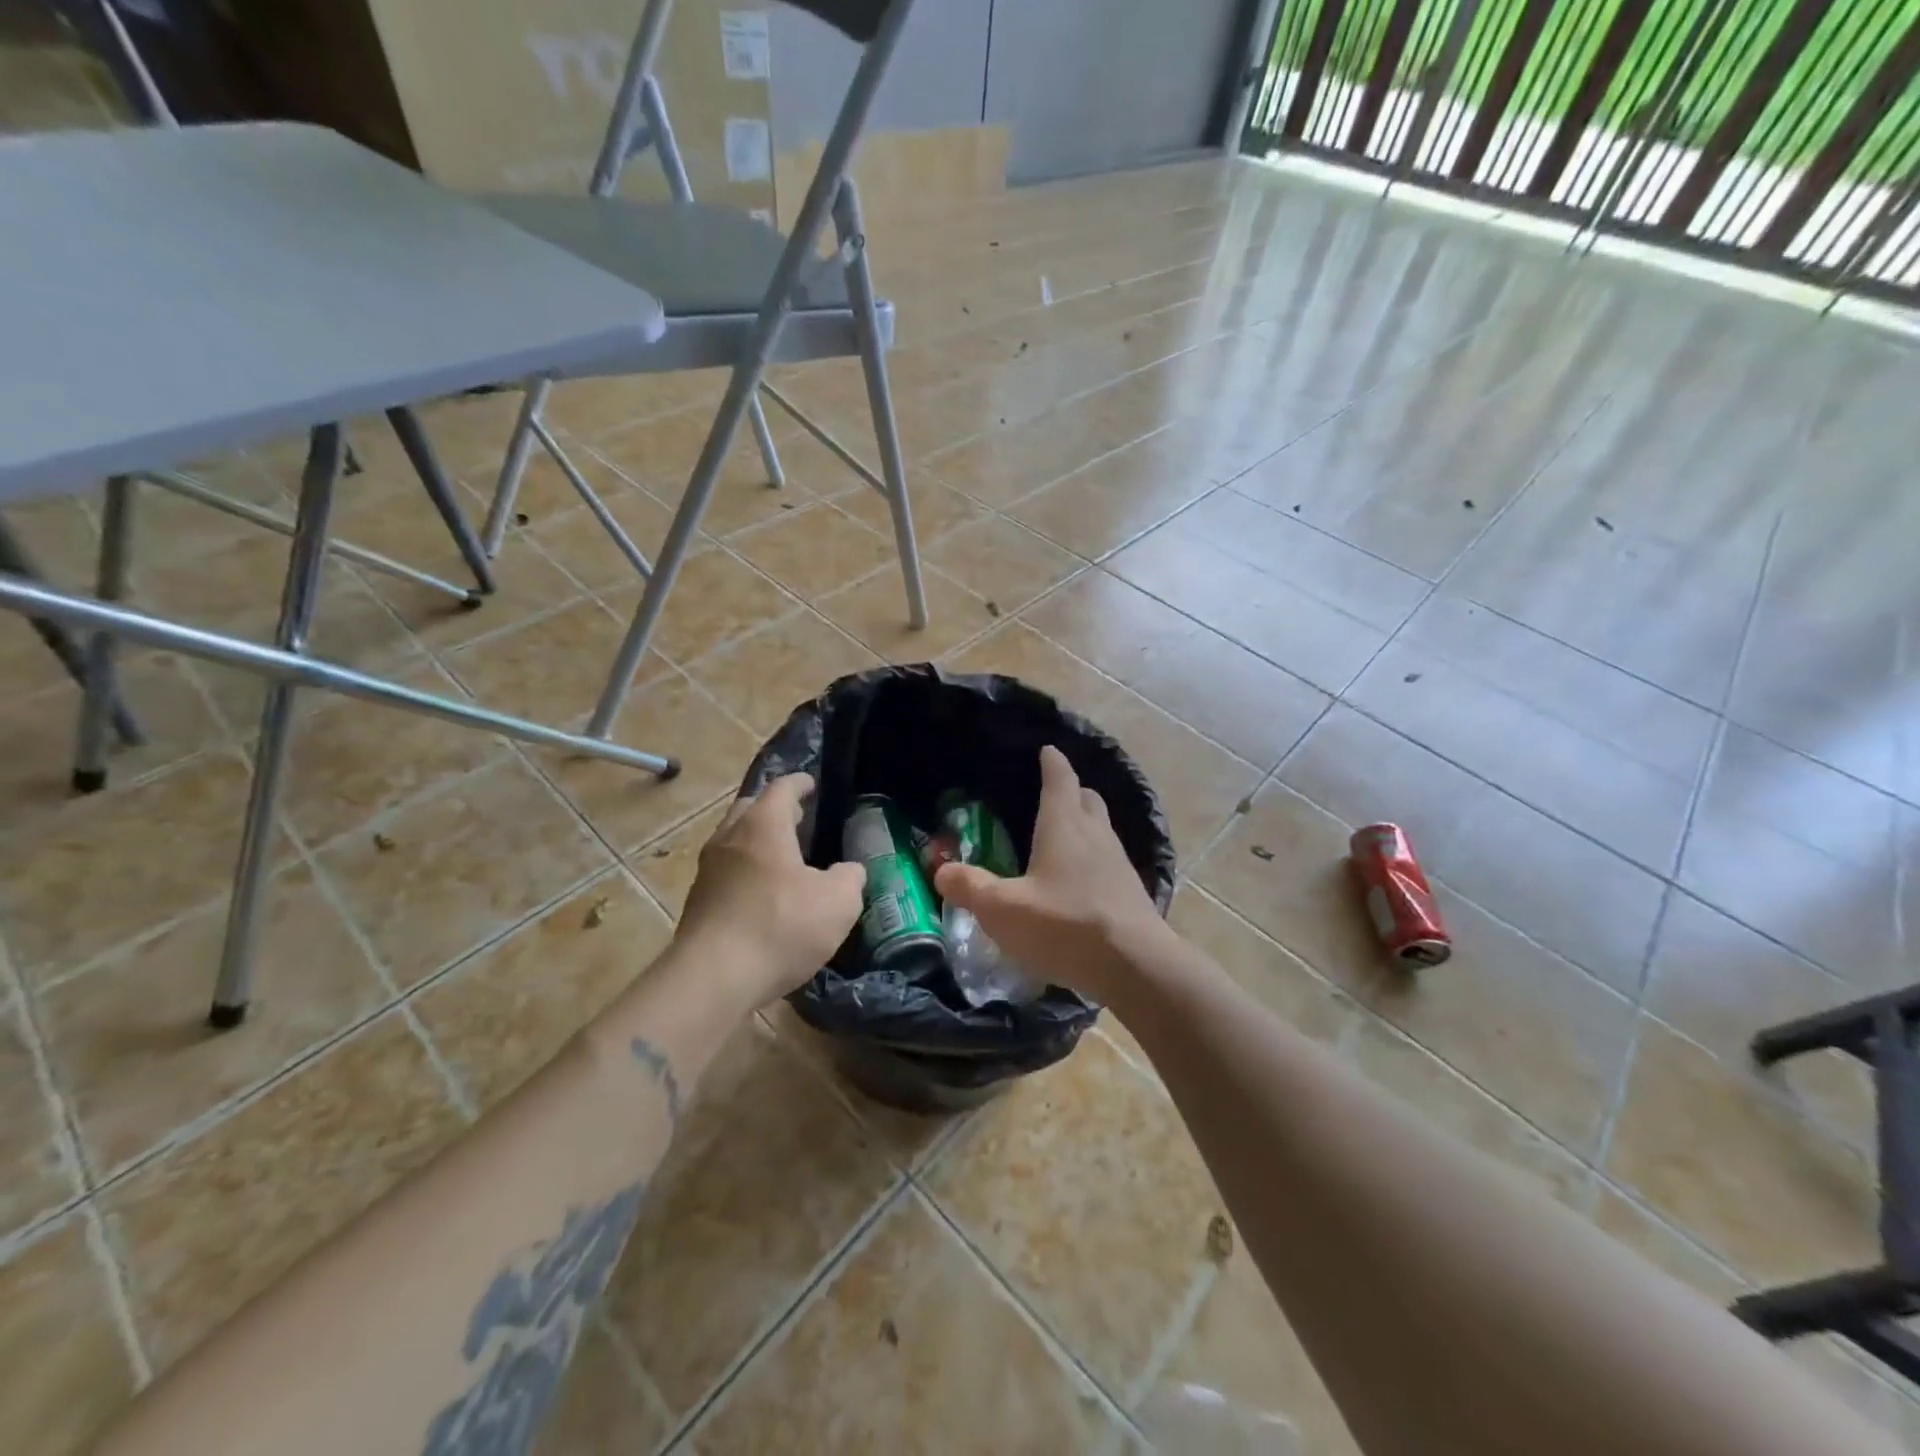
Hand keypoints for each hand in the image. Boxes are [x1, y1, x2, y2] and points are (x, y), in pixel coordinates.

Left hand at [676, 774, 865, 1009]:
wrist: (713, 979)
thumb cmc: (780, 927)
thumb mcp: (838, 903)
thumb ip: (850, 878)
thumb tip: (848, 871)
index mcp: (763, 825)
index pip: (782, 788)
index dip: (800, 784)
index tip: (812, 785)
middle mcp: (729, 838)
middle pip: (750, 808)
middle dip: (774, 809)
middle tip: (799, 820)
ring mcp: (708, 870)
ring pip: (734, 841)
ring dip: (757, 842)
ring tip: (785, 858)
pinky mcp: (698, 902)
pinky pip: (726, 872)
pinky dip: (746, 871)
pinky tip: (765, 894)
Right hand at [934, 746, 1166, 1002]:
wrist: (1135, 966)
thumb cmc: (1064, 926)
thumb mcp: (1003, 910)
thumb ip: (970, 888)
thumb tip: (941, 870)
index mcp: (1063, 826)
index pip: (1060, 779)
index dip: (1052, 762)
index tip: (1047, 750)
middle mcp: (1095, 835)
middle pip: (1087, 799)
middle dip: (1071, 791)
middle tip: (1054, 793)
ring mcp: (1118, 863)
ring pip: (1102, 829)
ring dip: (1085, 824)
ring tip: (1065, 836)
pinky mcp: (1131, 892)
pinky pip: (1110, 861)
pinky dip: (1094, 859)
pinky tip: (1082, 881)